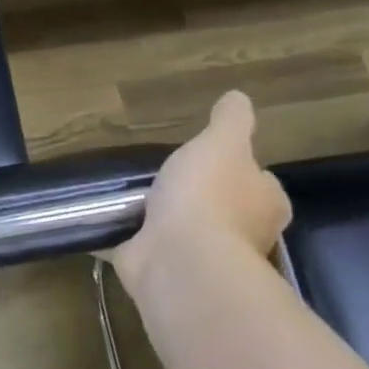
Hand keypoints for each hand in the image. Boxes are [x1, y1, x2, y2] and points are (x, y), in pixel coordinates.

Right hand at [113, 91, 291, 294]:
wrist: (179, 259)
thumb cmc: (208, 196)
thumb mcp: (221, 143)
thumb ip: (230, 121)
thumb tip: (238, 98)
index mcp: (263, 204)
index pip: (259, 183)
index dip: (241, 171)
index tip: (213, 161)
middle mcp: (241, 235)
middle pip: (223, 209)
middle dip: (198, 198)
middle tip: (165, 177)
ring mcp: (201, 257)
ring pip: (183, 231)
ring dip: (161, 219)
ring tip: (128, 196)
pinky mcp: (163, 269)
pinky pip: (143, 247)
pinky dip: (127, 238)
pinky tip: (105, 223)